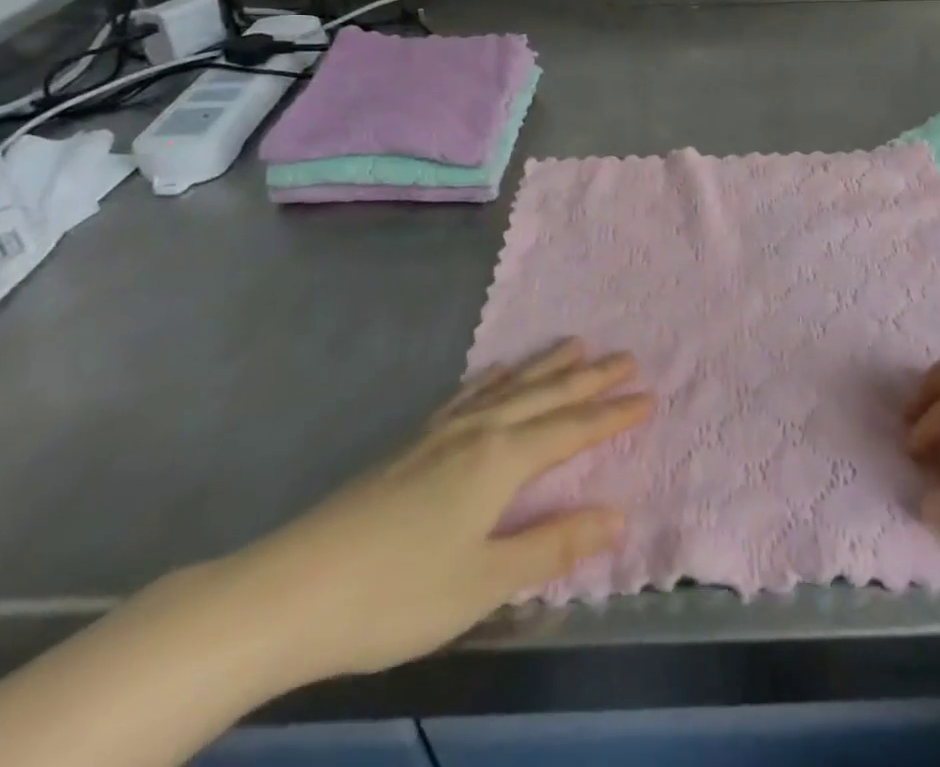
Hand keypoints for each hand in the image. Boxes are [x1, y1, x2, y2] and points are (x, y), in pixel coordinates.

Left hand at [214, 340, 651, 686]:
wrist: (291, 591)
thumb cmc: (396, 594)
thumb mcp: (483, 581)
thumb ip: (553, 545)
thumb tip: (618, 515)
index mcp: (501, 460)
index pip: (572, 430)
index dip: (613, 415)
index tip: (649, 395)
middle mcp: (479, 431)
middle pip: (546, 396)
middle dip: (590, 379)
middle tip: (626, 356)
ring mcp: (442, 431)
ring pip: (510, 386)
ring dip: (547, 366)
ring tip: (577, 344)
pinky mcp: (413, 441)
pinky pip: (468, 395)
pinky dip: (493, 378)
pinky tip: (497, 372)